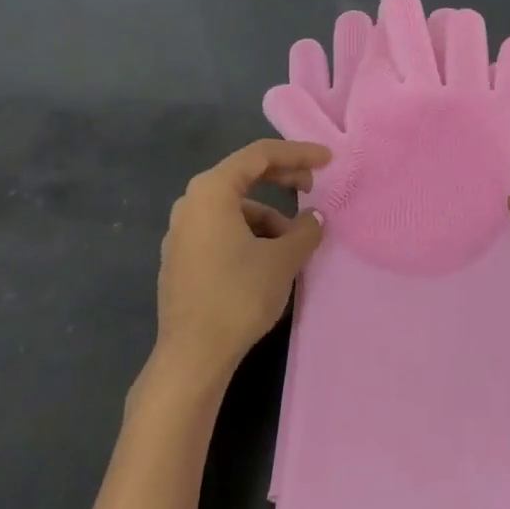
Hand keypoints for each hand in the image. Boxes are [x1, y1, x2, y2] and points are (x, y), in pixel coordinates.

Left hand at [156, 139, 330, 378]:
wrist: (193, 355)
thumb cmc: (239, 295)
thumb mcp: (284, 258)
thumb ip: (305, 229)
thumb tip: (314, 219)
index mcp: (211, 191)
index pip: (259, 156)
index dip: (297, 153)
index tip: (327, 160)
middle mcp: (191, 203)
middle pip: (243, 176)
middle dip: (283, 179)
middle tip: (314, 188)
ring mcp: (182, 232)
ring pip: (235, 208)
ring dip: (269, 216)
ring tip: (294, 243)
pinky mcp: (182, 258)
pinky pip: (222, 229)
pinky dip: (250, 232)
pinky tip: (270, 258)